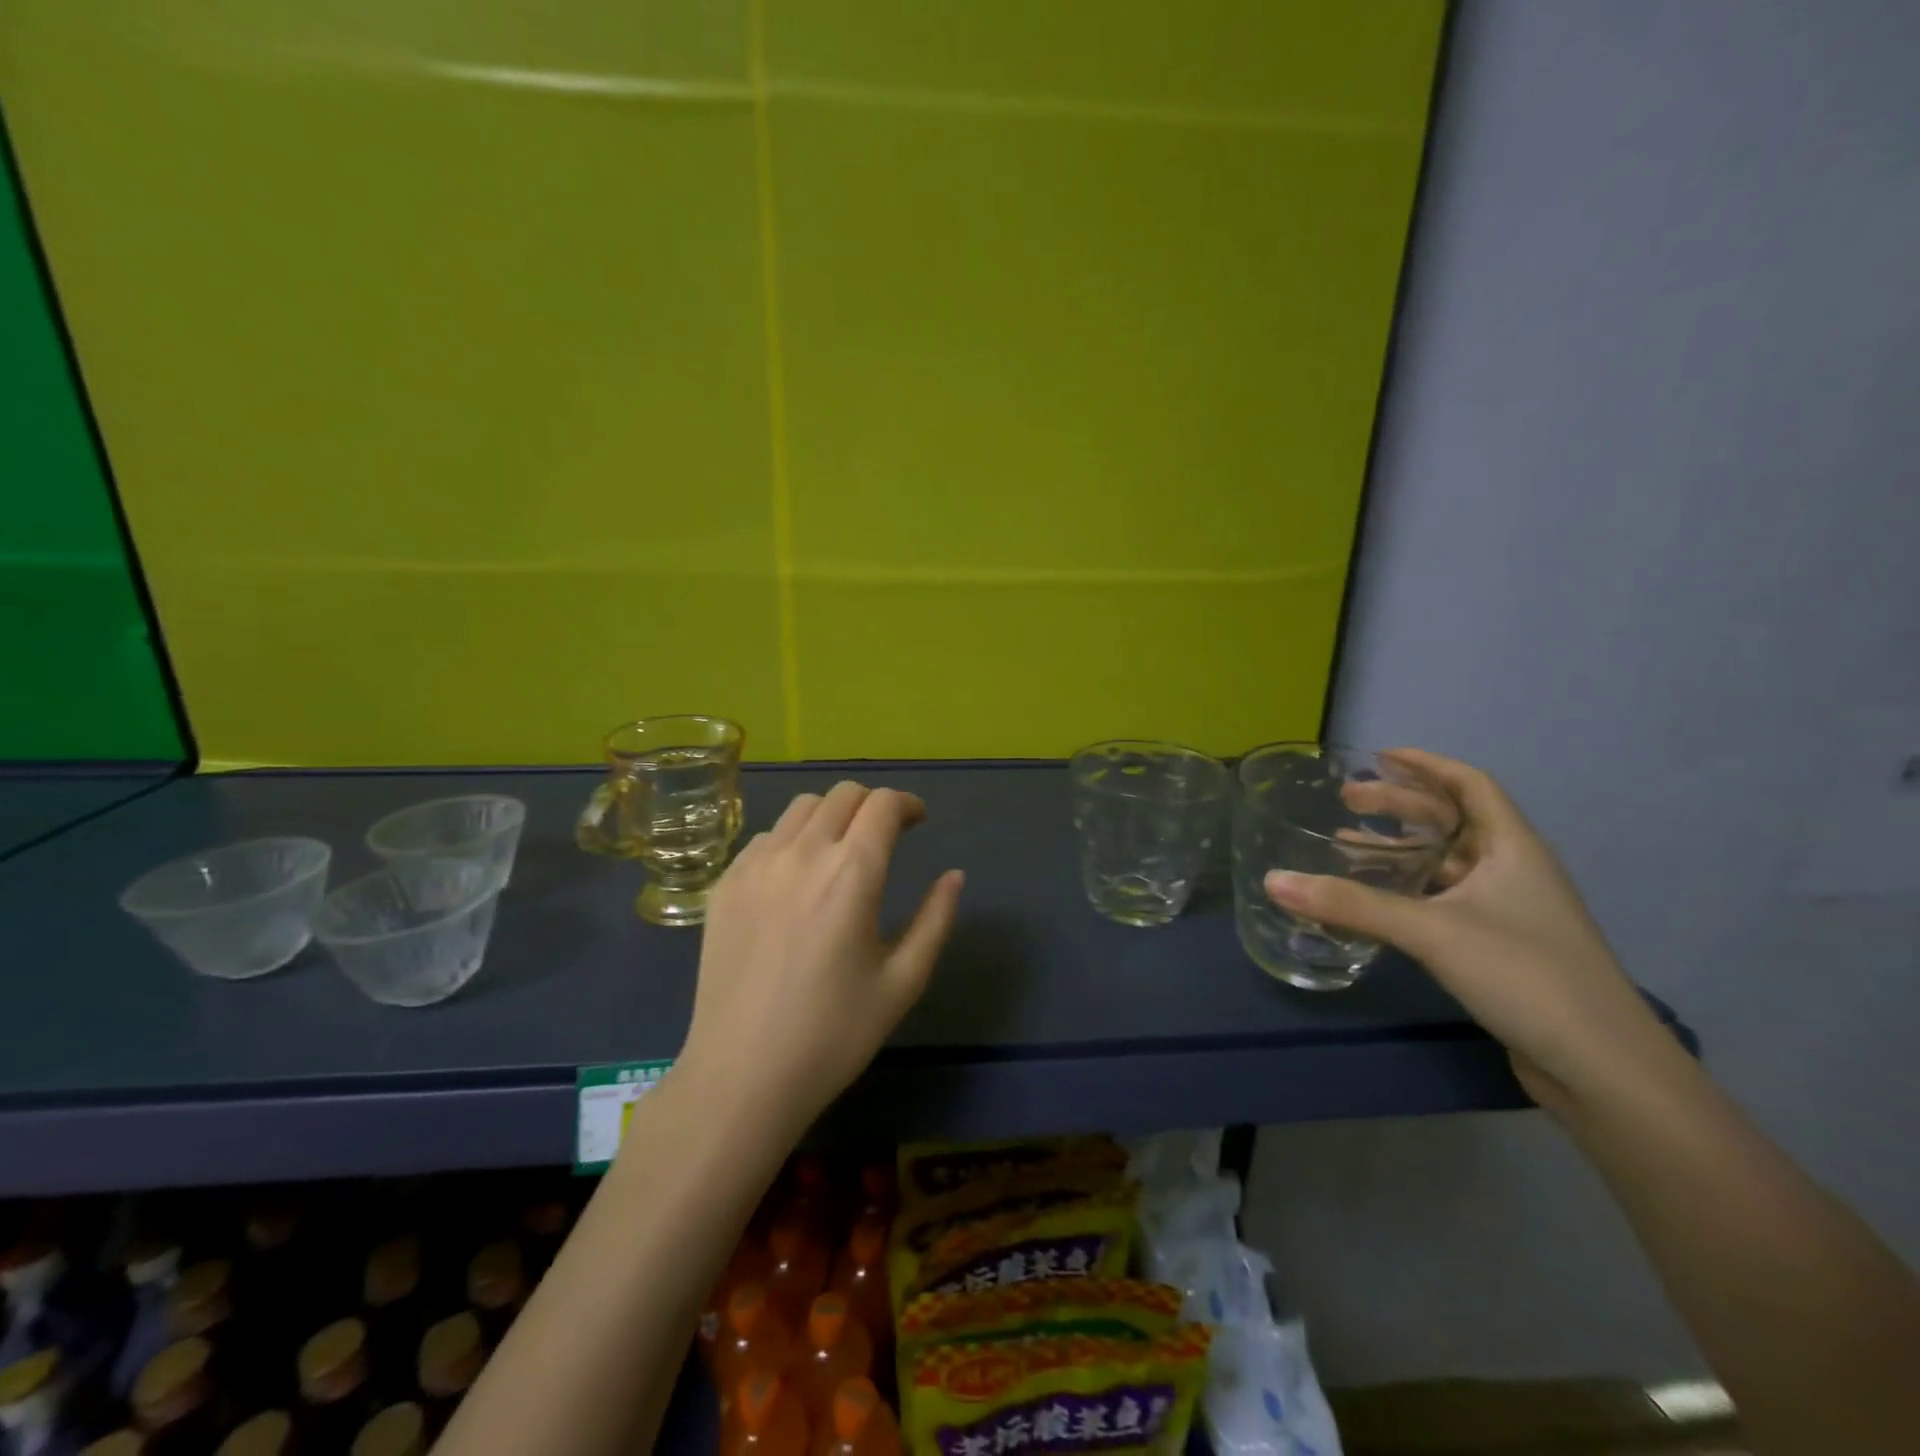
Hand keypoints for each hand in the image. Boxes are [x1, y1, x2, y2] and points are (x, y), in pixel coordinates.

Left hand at [680, 782, 964, 1133]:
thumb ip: (935, 919)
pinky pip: (765, 837)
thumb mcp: (902, 981)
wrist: (741, 1077)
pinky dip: (792, 839)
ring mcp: (755, 865)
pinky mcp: (725, 884)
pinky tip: (797, 878)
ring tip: (840, 850)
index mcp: (852, 874)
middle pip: (843, 794)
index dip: (907, 804)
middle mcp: (801, 854)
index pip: (882, 804)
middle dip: (872, 804)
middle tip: (885, 835)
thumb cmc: (833, 1035)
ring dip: (832, 815)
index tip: (918, 821)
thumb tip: (954, 875)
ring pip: (801, 808)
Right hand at [1264, 749, 1681, 1113]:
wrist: (1603, 1068)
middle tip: (1347, 800)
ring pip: (1447, 863)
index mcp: (1513, 848)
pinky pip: (1444, 900)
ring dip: (1400, 849)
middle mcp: (1514, 871)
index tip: (1380, 755)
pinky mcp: (1500, 948)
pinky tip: (1378, 903)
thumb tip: (1273, 881)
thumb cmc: (1525, 976)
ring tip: (1348, 845)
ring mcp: (1510, 912)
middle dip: (1400, 805)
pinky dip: (1408, 890)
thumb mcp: (1431, 931)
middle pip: (1453, 821)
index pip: (1470, 785)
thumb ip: (1351, 905)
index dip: (1427, 764)